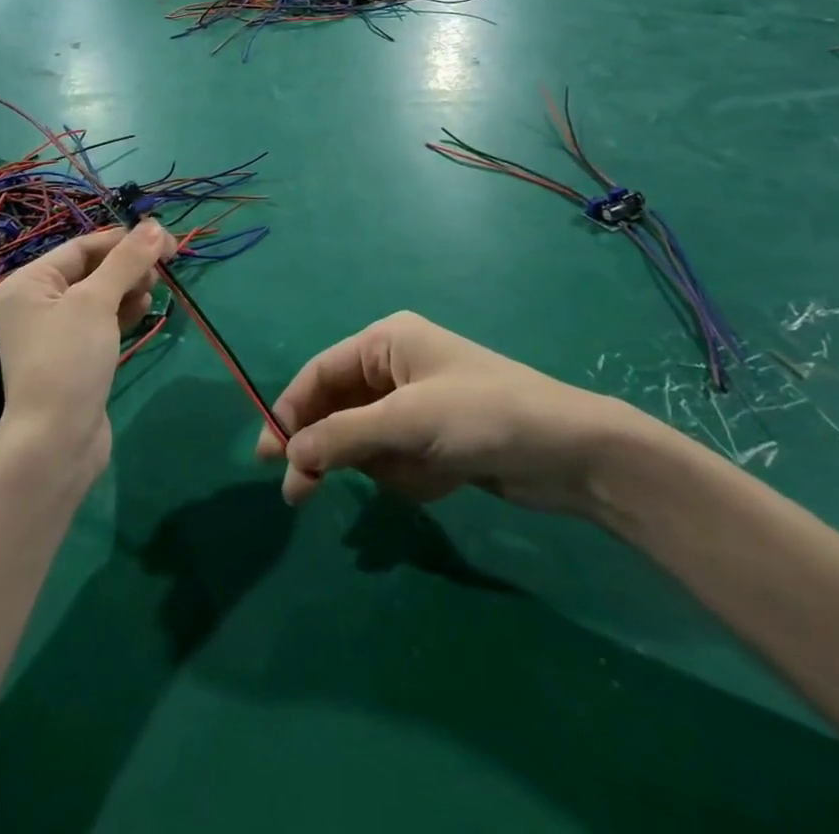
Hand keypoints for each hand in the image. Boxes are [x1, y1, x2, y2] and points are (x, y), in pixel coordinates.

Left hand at [0, 223, 175, 472]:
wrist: (56, 443)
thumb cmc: (69, 360)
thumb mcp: (97, 302)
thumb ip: (127, 261)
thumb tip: (155, 225)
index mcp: (27, 283)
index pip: (81, 247)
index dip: (123, 241)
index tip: (163, 240)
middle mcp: (35, 304)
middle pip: (90, 270)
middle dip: (127, 265)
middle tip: (164, 267)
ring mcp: (54, 333)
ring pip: (99, 296)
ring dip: (129, 287)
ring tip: (155, 289)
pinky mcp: (74, 357)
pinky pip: (101, 322)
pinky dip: (123, 312)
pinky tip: (144, 310)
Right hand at [255, 311, 663, 514]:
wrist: (571, 454)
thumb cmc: (484, 415)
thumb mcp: (408, 421)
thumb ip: (344, 437)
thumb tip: (290, 456)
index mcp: (385, 343)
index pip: (319, 373)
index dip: (289, 411)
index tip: (267, 455)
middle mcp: (394, 368)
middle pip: (337, 409)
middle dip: (327, 449)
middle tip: (299, 496)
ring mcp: (414, 405)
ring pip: (365, 442)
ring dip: (382, 466)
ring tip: (423, 473)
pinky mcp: (434, 439)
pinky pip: (396, 461)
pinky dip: (409, 477)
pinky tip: (444, 479)